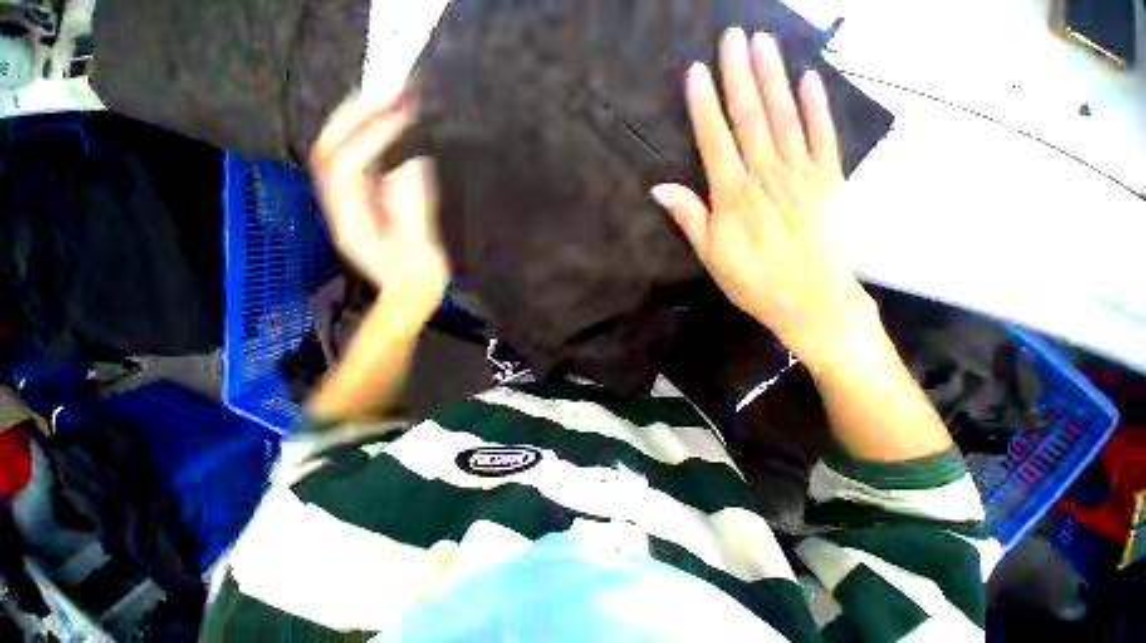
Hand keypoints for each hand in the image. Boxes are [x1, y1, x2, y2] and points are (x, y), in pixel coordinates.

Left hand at [311, 94, 448, 316]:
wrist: (409, 297)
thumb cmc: (418, 279)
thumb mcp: (421, 246)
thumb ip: (414, 204)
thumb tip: (413, 160)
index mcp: (352, 221)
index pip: (346, 167)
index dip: (370, 137)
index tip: (402, 117)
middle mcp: (340, 207)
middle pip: (331, 150)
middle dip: (356, 117)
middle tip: (390, 93)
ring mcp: (347, 204)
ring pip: (337, 151)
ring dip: (358, 121)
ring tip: (386, 99)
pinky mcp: (361, 203)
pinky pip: (352, 161)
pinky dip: (364, 137)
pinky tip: (383, 125)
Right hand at [652, 29, 874, 368]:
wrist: (812, 299)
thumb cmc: (754, 281)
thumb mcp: (711, 256)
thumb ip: (689, 217)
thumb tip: (660, 188)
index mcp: (734, 195)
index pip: (715, 140)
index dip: (704, 105)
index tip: (697, 71)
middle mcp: (766, 175)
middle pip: (751, 117)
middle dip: (740, 75)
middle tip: (734, 36)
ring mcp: (802, 173)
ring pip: (785, 116)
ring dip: (774, 77)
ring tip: (764, 43)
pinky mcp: (829, 179)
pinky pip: (823, 135)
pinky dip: (817, 106)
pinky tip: (810, 80)